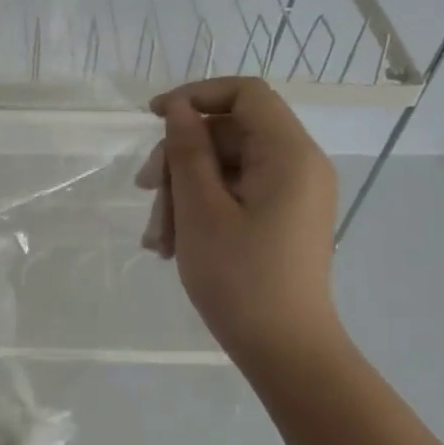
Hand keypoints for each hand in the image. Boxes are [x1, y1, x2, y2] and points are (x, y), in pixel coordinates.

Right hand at [136, 77, 341, 372]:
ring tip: (156, 238)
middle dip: (180, 159)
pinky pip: (235, 195)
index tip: (152, 118)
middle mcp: (299, 165)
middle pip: (229, 134)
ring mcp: (292, 194)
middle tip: (145, 192)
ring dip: (183, 193)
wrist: (284, 350)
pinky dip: (201, 210)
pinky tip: (171, 244)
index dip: (196, 96)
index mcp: (289, 155)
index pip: (245, 94)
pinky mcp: (282, 219)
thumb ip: (187, 151)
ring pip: (225, 168)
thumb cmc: (240, 278)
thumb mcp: (200, 210)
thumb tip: (178, 109)